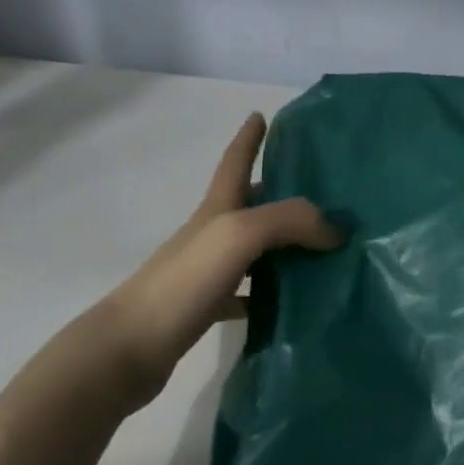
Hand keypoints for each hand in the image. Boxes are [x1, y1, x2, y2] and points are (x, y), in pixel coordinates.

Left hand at [100, 113, 340, 398]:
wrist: (128, 349)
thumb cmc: (182, 282)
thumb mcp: (238, 235)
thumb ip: (289, 221)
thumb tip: (335, 229)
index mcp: (216, 211)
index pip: (234, 163)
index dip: (248, 138)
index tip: (262, 115)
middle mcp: (211, 236)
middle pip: (250, 204)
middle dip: (281, 192)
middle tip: (324, 192)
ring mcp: (208, 273)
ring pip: (255, 250)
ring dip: (285, 244)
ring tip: (325, 247)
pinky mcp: (208, 308)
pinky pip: (250, 293)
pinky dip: (272, 292)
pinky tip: (296, 301)